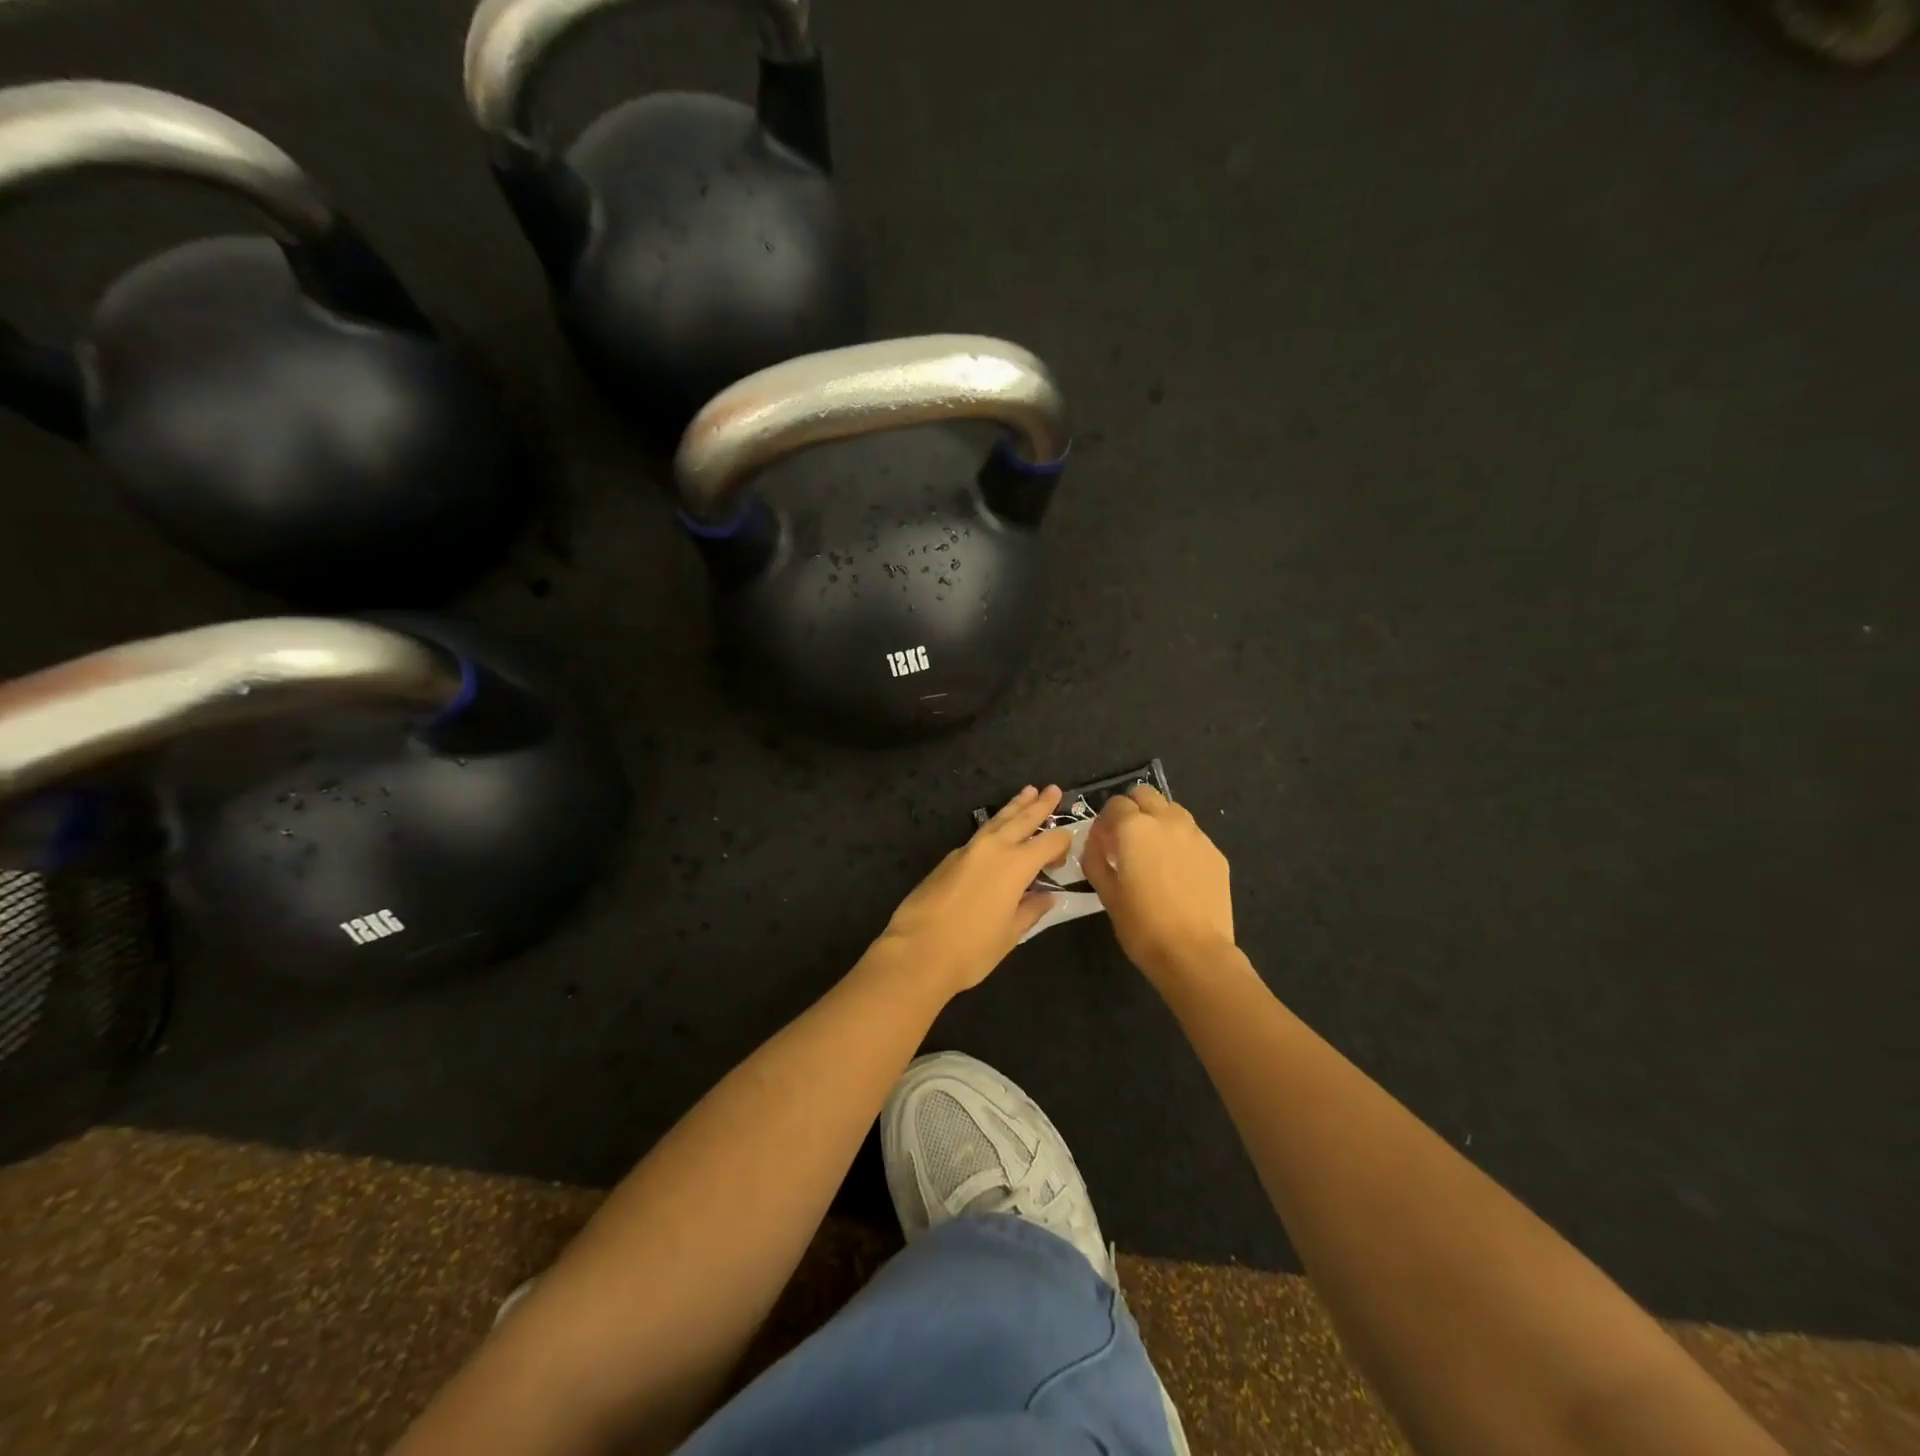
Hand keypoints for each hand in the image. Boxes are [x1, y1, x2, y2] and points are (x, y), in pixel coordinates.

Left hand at [874, 785, 1072, 995]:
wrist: (916, 952)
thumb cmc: (971, 949)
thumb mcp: (1010, 934)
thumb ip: (1030, 909)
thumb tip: (1046, 896)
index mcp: (1015, 865)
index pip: (1048, 843)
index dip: (1062, 842)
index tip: (1070, 843)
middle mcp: (993, 849)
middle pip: (1021, 820)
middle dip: (1039, 805)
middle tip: (1053, 789)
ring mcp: (967, 851)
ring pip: (997, 822)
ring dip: (1014, 807)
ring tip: (1027, 791)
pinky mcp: (948, 860)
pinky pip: (979, 836)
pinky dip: (994, 828)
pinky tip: (998, 832)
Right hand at [1083, 784, 1236, 984]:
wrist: (1195, 953)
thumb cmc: (1142, 925)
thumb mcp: (1106, 893)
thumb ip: (1095, 858)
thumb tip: (1094, 841)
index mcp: (1134, 828)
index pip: (1115, 804)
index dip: (1105, 820)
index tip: (1102, 842)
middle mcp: (1166, 821)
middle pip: (1145, 795)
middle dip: (1132, 809)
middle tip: (1126, 839)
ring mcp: (1195, 834)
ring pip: (1171, 810)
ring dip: (1157, 820)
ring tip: (1153, 851)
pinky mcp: (1215, 852)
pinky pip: (1192, 834)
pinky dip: (1179, 841)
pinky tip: (1177, 871)